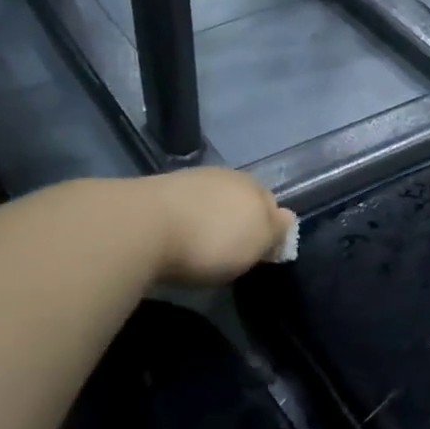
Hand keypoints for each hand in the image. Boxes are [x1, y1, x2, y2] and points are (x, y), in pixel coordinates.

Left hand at [133, 168, 295, 285]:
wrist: (142, 226)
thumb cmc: (211, 241)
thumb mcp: (256, 244)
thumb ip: (275, 230)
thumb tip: (287, 216)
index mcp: (254, 188)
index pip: (271, 204)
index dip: (269, 228)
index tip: (259, 252)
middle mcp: (225, 176)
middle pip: (240, 199)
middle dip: (239, 220)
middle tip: (231, 250)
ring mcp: (190, 179)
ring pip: (211, 200)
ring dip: (210, 218)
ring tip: (201, 244)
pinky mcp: (158, 190)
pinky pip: (183, 206)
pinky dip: (185, 219)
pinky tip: (177, 235)